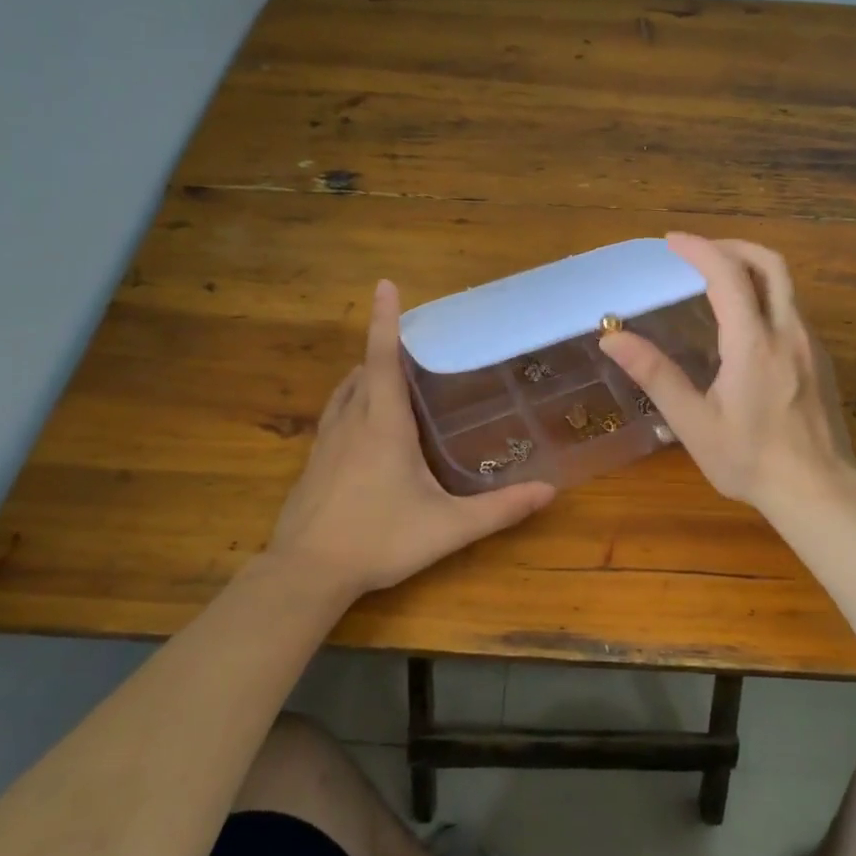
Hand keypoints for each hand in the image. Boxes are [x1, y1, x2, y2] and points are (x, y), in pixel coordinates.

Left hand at [266, 279, 556, 602]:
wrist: (306, 572)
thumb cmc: (379, 539)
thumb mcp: (448, 527)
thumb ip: (500, 509)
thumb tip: (549, 491)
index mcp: (383, 423)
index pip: (383, 357)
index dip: (386, 319)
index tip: (386, 283)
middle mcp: (352, 421)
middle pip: (364, 369)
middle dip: (384, 349)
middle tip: (415, 345)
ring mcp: (326, 441)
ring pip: (345, 391)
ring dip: (366, 375)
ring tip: (393, 378)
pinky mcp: (313, 462)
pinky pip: (335, 415)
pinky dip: (353, 402)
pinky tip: (367, 427)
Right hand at [599, 233, 855, 516]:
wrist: (818, 491)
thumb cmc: (750, 460)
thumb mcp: (693, 423)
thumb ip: (655, 375)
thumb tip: (612, 338)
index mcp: (753, 343)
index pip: (728, 275)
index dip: (699, 249)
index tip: (672, 241)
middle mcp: (788, 332)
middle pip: (770, 264)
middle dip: (732, 246)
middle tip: (699, 252)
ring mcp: (811, 344)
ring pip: (786, 285)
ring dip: (751, 269)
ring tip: (716, 280)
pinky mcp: (821, 359)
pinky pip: (793, 309)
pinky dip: (766, 294)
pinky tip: (745, 322)